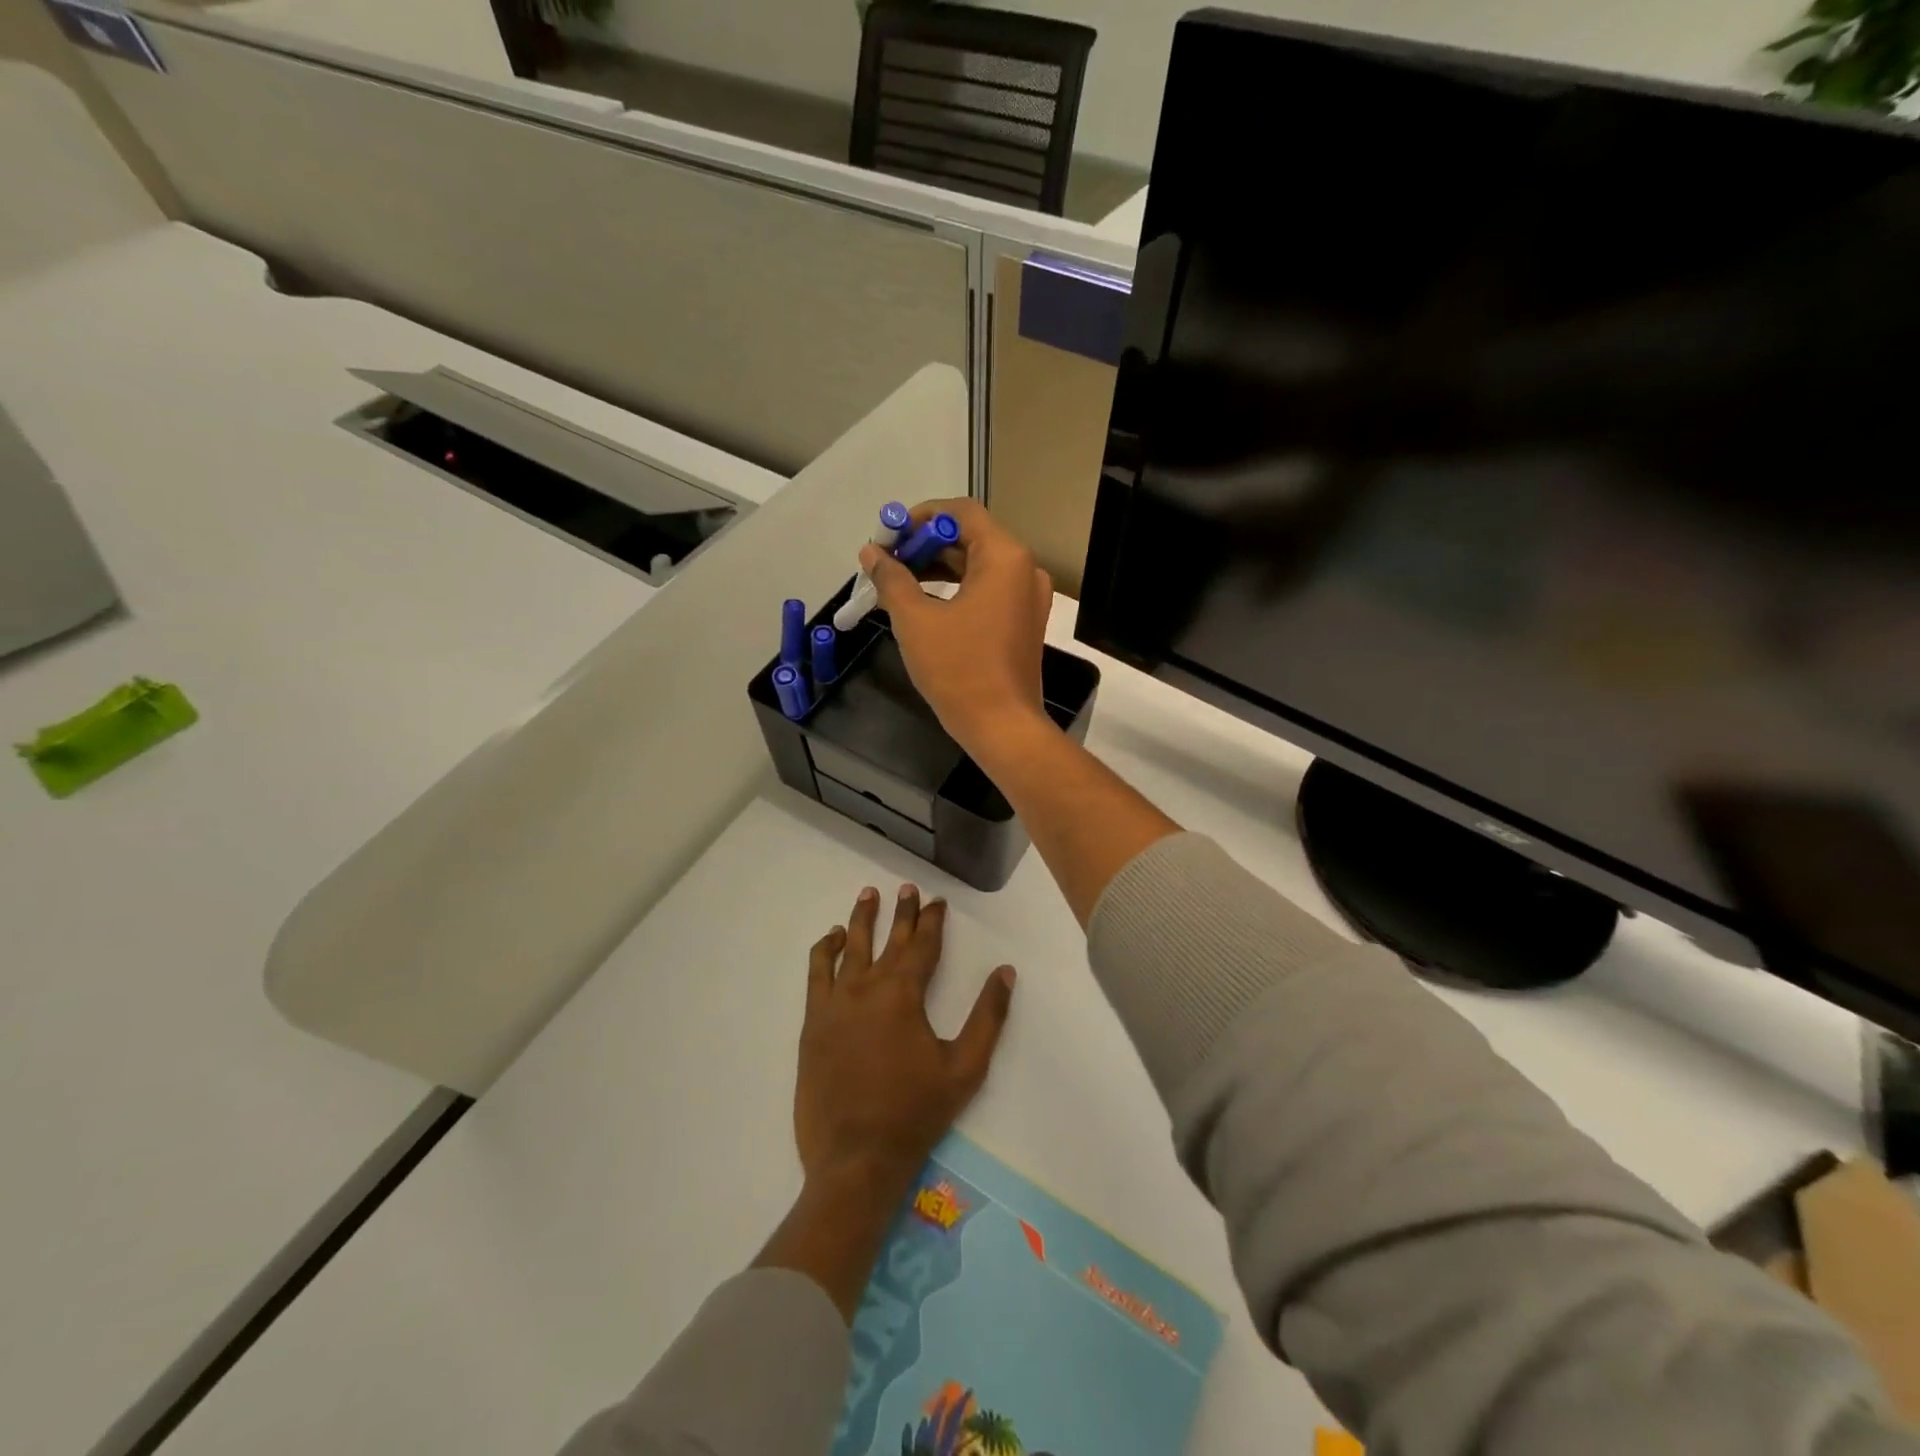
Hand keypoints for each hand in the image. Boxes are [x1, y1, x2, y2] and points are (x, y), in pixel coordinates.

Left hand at [795, 883, 1014, 1192]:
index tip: (937, 900)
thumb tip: (1005, 971)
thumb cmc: (915, 1112)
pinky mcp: (813, 1022)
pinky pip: (816, 973)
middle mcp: (867, 987)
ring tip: (868, 894)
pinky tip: (830, 938)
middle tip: (906, 887)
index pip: (922, 944)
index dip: (932, 920)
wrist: (855, 1158)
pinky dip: (824, 950)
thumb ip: (988, 1016)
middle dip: (901, 911)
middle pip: (888, 938)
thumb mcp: (965, 1067)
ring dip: (860, 919)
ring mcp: (835, 1003)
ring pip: (849, 947)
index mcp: (904, 994)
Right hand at [860, 499, 1056, 756]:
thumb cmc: (959, 669)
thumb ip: (892, 578)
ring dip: (937, 568)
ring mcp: (1028, 597)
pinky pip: (987, 590)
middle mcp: (1024, 569)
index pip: (960, 513)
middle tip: (885, 561)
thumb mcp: (915, 620)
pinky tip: (923, 602)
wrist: (1002, 726)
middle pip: (970, 538)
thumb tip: (871, 553)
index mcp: (1004, 557)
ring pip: (977, 566)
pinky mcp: (1023, 621)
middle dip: (924, 546)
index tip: (888, 536)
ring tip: (896, 581)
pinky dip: (956, 589)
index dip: (920, 518)